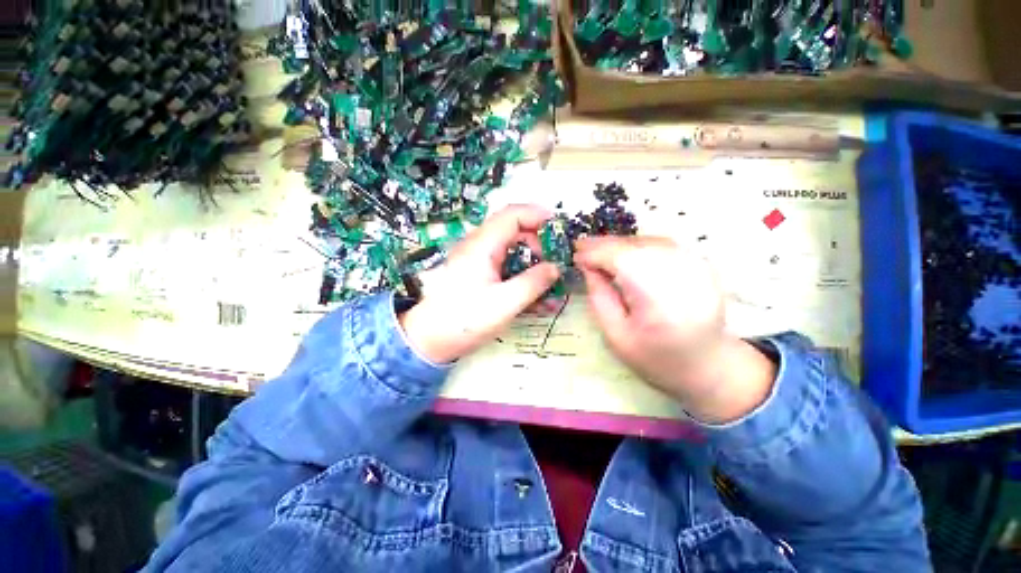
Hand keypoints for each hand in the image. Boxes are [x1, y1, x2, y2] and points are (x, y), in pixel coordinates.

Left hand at [399, 205, 560, 363]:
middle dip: (539, 239)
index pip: (513, 214)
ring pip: (510, 246)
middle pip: (513, 227)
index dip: (539, 216)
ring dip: (532, 257)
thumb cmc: (463, 321)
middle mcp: (478, 245)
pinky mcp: (474, 274)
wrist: (427, 339)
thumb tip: (555, 267)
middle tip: (557, 258)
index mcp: (482, 245)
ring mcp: (475, 259)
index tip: (561, 231)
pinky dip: (520, 271)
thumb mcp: (504, 304)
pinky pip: (502, 263)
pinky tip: (533, 290)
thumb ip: (533, 283)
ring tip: (549, 276)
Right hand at [574, 236, 776, 423]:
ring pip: (652, 240)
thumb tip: (587, 266)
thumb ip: (600, 299)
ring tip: (609, 256)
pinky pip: (668, 245)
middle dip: (609, 246)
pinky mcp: (704, 263)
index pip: (619, 257)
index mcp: (656, 297)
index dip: (594, 251)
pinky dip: (648, 247)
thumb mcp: (618, 339)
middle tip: (586, 252)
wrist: (707, 364)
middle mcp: (679, 273)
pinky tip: (637, 259)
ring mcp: (696, 265)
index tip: (575, 254)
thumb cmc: (658, 360)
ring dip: (628, 245)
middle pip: (636, 245)